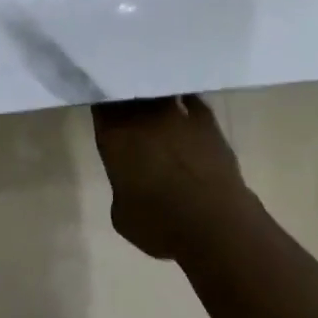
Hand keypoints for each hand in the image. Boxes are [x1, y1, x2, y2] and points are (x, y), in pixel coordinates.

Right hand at [91, 94, 254, 261]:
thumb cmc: (161, 225)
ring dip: (154, 95)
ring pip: (159, 91)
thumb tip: (131, 178)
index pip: (101, 105)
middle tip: (126, 103)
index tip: (103, 105)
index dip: (102, 103)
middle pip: (129, 92)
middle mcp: (143, 116)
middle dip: (126, 95)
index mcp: (115, 136)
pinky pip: (191, 99)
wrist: (216, 226)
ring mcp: (176, 113)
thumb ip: (121, 185)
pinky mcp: (206, 120)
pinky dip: (185, 101)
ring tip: (153, 103)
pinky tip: (183, 106)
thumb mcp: (123, 214)